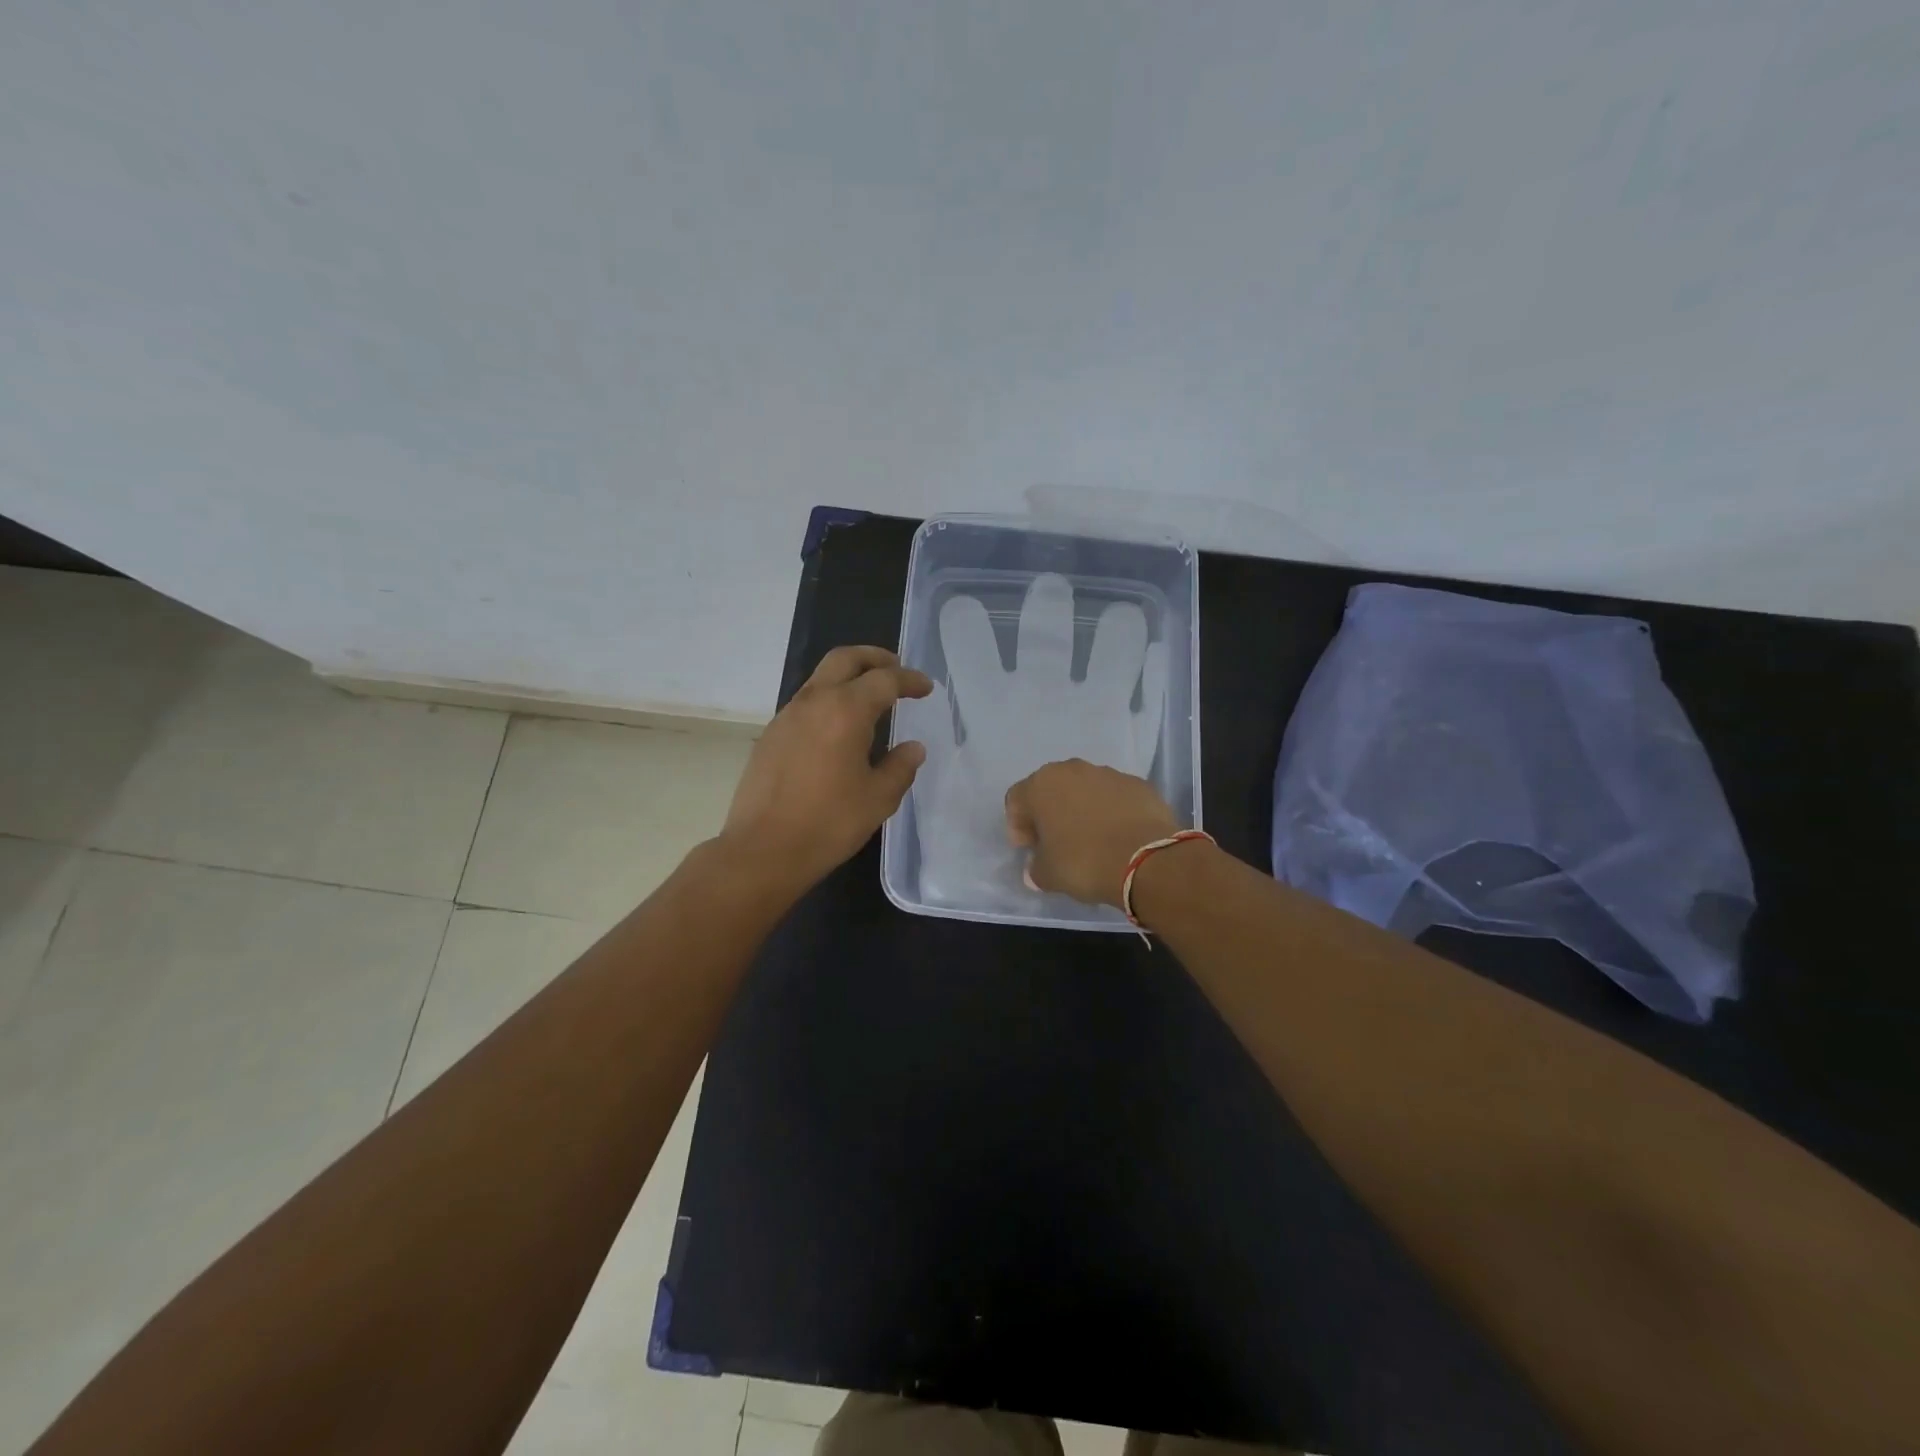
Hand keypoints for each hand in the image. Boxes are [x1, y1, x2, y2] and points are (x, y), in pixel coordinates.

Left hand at [720, 646, 931, 895]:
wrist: (763, 850)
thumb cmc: (829, 823)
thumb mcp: (878, 798)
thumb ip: (900, 767)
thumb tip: (913, 748)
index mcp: (845, 711)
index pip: (884, 680)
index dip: (909, 680)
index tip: (925, 687)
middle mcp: (814, 702)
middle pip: (844, 659)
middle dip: (874, 658)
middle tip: (895, 668)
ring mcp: (786, 717)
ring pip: (820, 678)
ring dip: (848, 678)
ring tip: (869, 699)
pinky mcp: (771, 736)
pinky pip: (805, 703)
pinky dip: (828, 700)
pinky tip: (838, 729)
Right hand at [1003, 759, 1180, 906]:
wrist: (1146, 860)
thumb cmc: (1083, 862)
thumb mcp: (1046, 875)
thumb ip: (1035, 867)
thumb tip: (1038, 867)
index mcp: (1041, 785)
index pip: (1016, 800)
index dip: (1018, 826)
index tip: (1030, 849)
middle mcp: (1072, 770)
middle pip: (1051, 789)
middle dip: (1050, 813)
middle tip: (1057, 842)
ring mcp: (1108, 774)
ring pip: (1085, 790)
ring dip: (1082, 810)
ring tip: (1092, 840)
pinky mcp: (1138, 784)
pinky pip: (1115, 797)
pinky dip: (1112, 812)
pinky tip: (1118, 836)